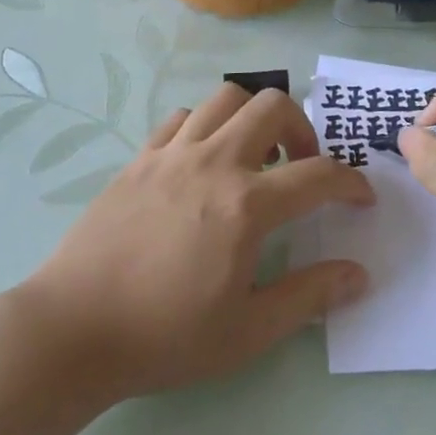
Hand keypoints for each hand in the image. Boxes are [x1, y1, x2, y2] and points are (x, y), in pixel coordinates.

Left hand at [18, 84, 372, 400]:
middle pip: (274, 107)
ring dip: (253, 117)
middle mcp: (214, 163)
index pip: (319, 175)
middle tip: (303, 166)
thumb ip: (308, 297)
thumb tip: (358, 275)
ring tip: (254, 156)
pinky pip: (182, 118)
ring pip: (226, 98)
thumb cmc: (165, 336)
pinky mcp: (139, 158)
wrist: (74, 329)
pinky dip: (205, 126)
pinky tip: (203, 161)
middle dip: (304, 129)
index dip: (351, 182)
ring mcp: (172, 154)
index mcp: (246, 205)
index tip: (361, 198)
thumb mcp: (248, 331)